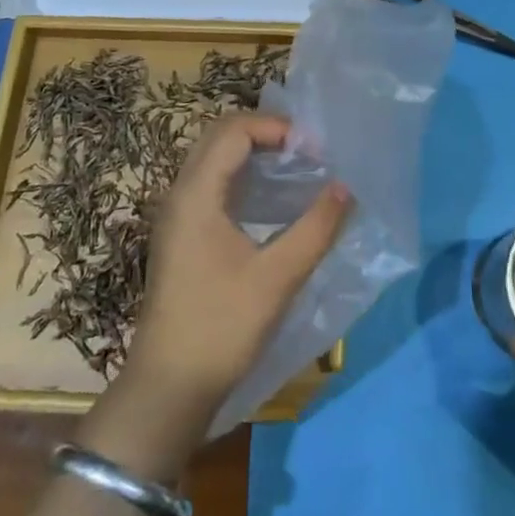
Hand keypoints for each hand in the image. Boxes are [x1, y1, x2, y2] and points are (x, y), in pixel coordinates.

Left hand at [124, 113, 353, 432]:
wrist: (168, 387)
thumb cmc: (222, 327)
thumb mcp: (278, 278)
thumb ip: (316, 228)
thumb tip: (346, 187)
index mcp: (196, 194)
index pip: (234, 131)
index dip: (276, 128)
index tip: (315, 150)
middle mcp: (181, 193)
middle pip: (220, 135)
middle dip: (265, 132)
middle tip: (307, 151)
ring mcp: (177, 214)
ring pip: (214, 158)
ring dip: (253, 151)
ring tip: (296, 167)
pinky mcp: (182, 234)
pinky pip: (211, 182)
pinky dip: (242, 175)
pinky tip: (272, 200)